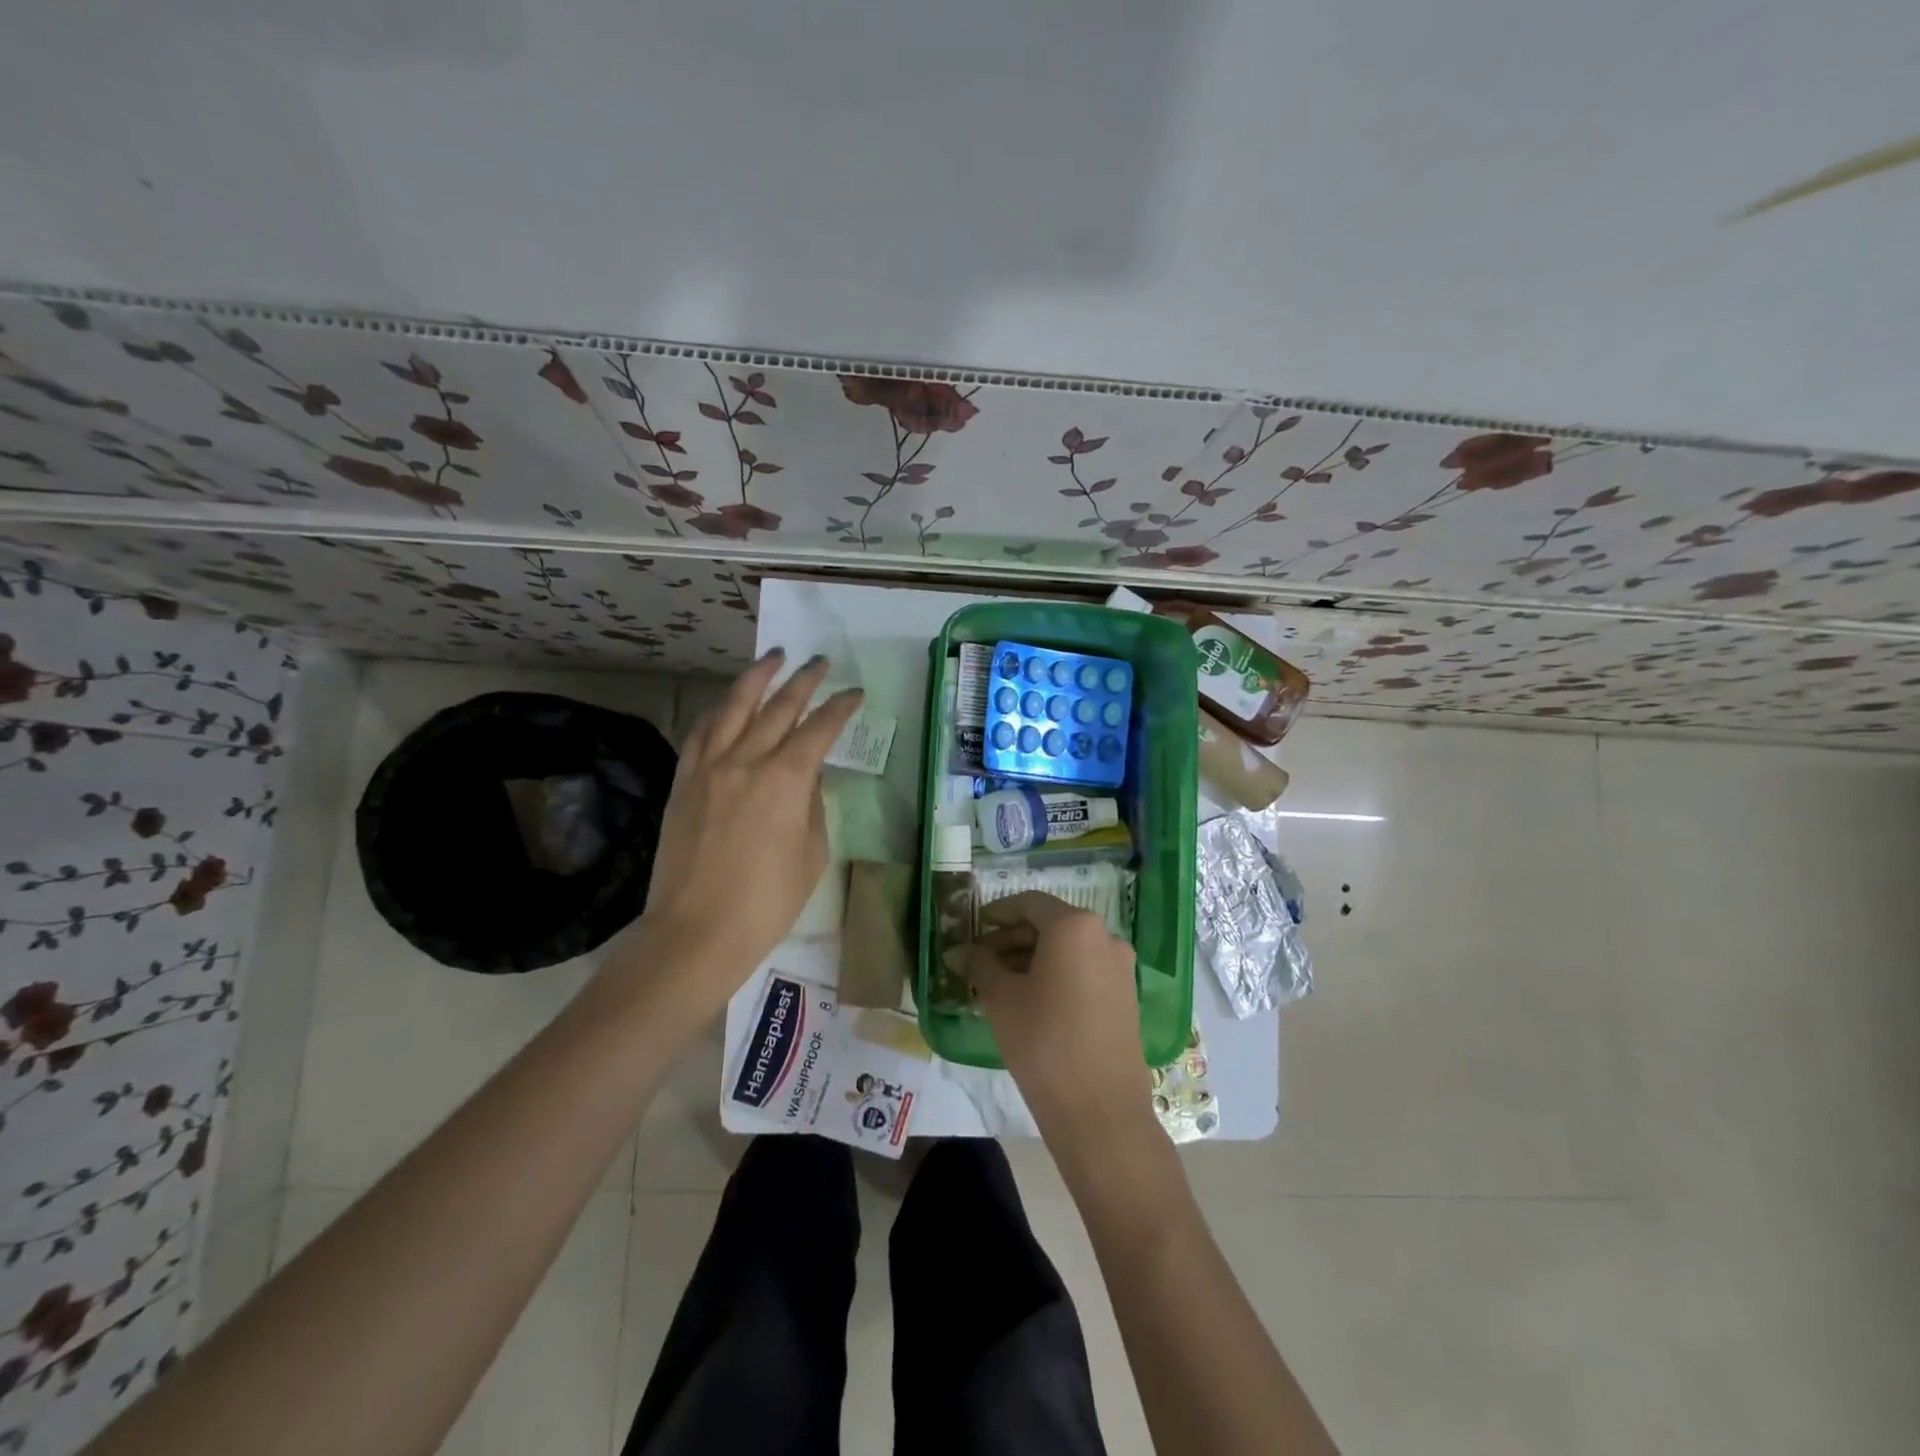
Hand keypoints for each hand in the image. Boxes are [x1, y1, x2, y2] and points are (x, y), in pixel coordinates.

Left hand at [629, 651, 861, 1019]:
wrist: (696, 932)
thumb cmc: (766, 902)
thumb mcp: (812, 854)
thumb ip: (813, 806)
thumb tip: (809, 778)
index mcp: (785, 779)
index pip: (819, 729)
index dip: (840, 708)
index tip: (855, 693)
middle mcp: (746, 760)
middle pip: (778, 707)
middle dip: (803, 680)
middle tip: (819, 662)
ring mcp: (709, 768)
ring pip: (733, 707)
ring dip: (757, 678)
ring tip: (773, 658)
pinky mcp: (684, 782)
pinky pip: (701, 733)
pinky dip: (718, 711)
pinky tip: (727, 703)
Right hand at [965, 892, 1156, 1151]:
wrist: (1100, 1110)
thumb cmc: (1043, 1042)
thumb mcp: (1001, 999)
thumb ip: (980, 965)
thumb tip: (962, 952)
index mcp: (1074, 926)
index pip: (1029, 903)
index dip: (997, 913)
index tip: (974, 929)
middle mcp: (1104, 936)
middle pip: (1050, 924)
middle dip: (1012, 939)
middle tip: (980, 961)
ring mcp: (1120, 966)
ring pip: (1067, 949)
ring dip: (1032, 958)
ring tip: (999, 984)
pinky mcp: (1125, 994)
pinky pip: (1084, 969)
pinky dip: (1056, 974)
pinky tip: (1030, 1000)